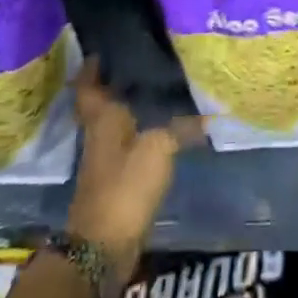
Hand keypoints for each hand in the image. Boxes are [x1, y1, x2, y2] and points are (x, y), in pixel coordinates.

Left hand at [65, 59, 200, 276]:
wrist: (102, 247)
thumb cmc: (125, 185)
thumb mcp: (159, 148)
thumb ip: (181, 127)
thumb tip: (208, 113)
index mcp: (102, 119)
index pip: (88, 86)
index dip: (91, 68)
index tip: (101, 51)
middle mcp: (98, 134)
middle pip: (101, 103)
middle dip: (114, 85)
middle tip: (140, 63)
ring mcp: (105, 160)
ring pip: (115, 124)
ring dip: (129, 109)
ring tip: (157, 90)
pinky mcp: (115, 181)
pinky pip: (127, 145)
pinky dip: (140, 133)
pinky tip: (162, 130)